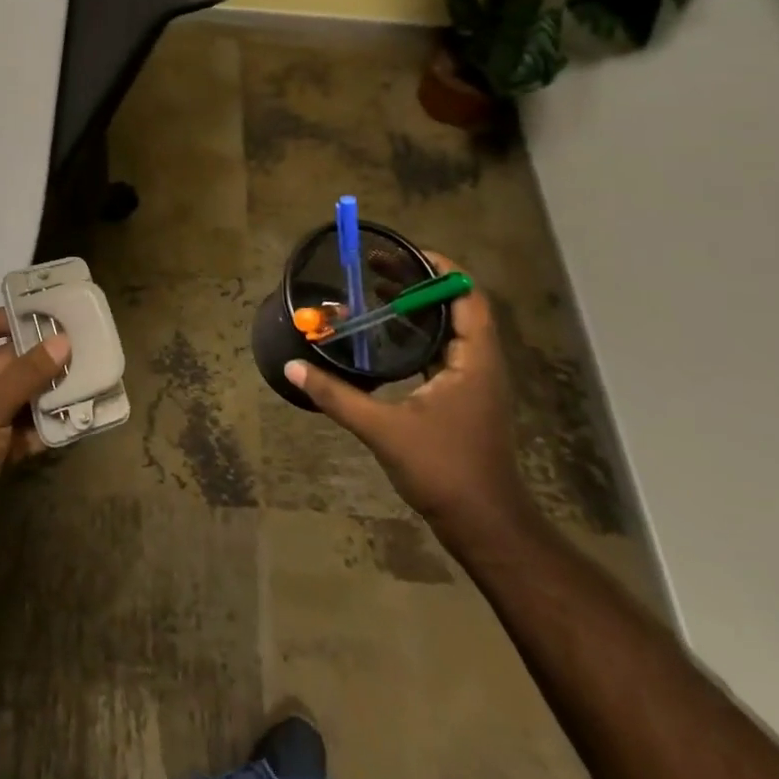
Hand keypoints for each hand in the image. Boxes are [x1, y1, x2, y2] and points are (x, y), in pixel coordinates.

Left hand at [0, 309, 69, 578]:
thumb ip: (27, 374)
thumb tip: (62, 340)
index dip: (16, 318)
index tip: (56, 315)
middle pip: (10, 362)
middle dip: (44, 359)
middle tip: (87, 352)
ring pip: (20, 398)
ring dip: (49, 395)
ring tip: (89, 385)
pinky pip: (22, 430)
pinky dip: (43, 428)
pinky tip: (74, 424)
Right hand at [287, 255, 532, 552]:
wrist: (486, 527)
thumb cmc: (445, 470)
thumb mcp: (384, 430)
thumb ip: (337, 396)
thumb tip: (293, 368)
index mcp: (474, 359)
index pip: (467, 295)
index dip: (439, 268)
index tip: (401, 251)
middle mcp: (479, 363)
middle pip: (453, 306)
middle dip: (416, 282)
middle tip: (374, 267)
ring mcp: (473, 383)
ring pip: (447, 330)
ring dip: (414, 309)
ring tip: (373, 291)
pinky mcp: (462, 400)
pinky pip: (440, 352)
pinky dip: (414, 336)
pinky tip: (382, 339)